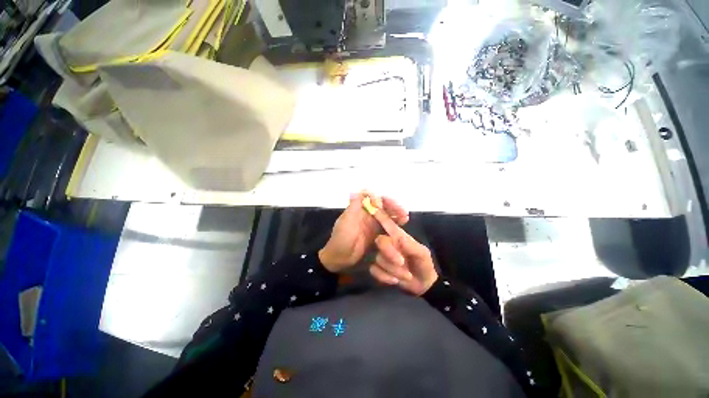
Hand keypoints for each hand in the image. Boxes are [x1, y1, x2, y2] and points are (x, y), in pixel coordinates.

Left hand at [319, 192, 408, 272]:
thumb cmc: (340, 239)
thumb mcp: (345, 222)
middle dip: (393, 207)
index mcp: (359, 209)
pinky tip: (401, 228)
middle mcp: (367, 215)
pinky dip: (394, 226)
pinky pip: (387, 228)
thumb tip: (356, 190)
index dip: (383, 200)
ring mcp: (372, 225)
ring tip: (405, 219)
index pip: (373, 199)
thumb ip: (353, 207)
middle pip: (382, 207)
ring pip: (386, 216)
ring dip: (396, 215)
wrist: (339, 259)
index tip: (393, 204)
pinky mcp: (376, 235)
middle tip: (404, 213)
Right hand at [368, 211, 437, 295]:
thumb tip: (397, 237)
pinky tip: (395, 281)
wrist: (423, 284)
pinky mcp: (378, 269)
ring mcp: (382, 256)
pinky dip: (385, 278)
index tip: (372, 208)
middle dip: (390, 253)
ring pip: (378, 259)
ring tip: (407, 275)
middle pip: (380, 241)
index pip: (387, 223)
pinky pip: (374, 270)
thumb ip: (410, 245)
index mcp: (398, 236)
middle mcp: (388, 244)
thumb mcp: (422, 254)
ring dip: (394, 270)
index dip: (380, 215)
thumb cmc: (424, 264)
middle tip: (402, 263)